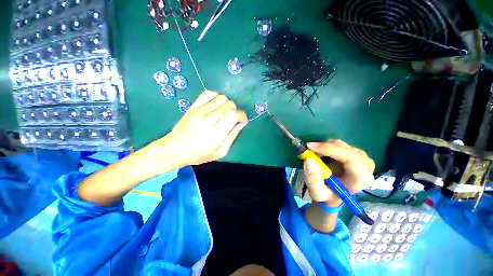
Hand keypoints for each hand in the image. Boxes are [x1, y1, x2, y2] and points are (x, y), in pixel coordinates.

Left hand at [154, 91, 247, 168]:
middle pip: (228, 105)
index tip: (242, 120)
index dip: (242, 115)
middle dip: (235, 110)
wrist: (174, 149)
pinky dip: (216, 96)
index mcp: (215, 135)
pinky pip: (208, 94)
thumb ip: (232, 136)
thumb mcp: (220, 152)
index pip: (233, 115)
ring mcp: (198, 112)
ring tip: (224, 112)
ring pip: (220, 98)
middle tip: (233, 118)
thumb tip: (241, 123)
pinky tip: (216, 105)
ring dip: (226, 104)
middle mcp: (207, 120)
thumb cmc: (199, 154)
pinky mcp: (192, 107)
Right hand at [303, 139, 374, 206]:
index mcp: (361, 179)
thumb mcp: (317, 193)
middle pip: (345, 148)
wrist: (334, 194)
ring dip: (324, 147)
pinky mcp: (356, 153)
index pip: (350, 157)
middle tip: (309, 151)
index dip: (329, 149)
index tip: (310, 147)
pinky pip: (339, 145)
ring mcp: (363, 158)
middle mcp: (366, 166)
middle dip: (324, 147)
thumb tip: (309, 160)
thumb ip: (312, 180)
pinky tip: (322, 155)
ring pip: (341, 144)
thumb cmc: (327, 195)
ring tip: (316, 156)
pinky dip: (327, 147)